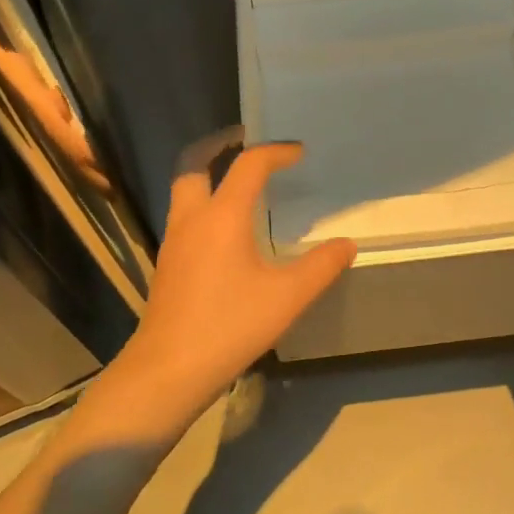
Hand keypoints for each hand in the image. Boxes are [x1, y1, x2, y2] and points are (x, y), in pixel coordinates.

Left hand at [96, 139, 354, 437]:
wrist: (169, 369)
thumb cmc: (230, 326)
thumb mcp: (287, 297)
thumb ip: (321, 266)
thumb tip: (345, 244)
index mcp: (222, 216)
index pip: (248, 165)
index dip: (275, 152)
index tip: (298, 152)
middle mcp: (192, 218)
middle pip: (194, 165)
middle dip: (219, 146)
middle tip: (245, 143)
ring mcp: (174, 241)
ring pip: (185, 191)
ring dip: (208, 175)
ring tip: (239, 184)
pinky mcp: (168, 264)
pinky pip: (184, 216)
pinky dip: (203, 204)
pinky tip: (225, 231)